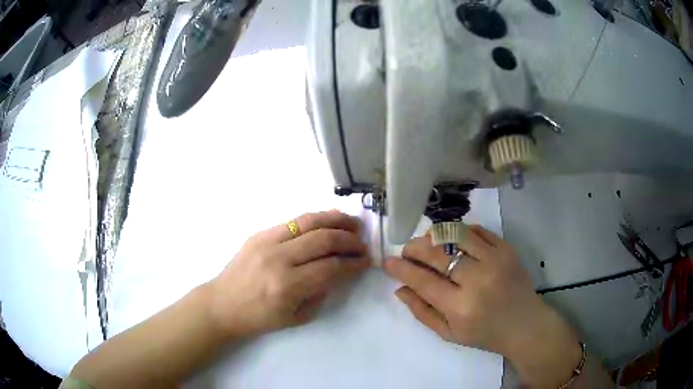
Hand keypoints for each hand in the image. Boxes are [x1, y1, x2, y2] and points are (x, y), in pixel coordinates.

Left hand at [208, 211, 369, 337]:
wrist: (222, 304)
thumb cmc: (259, 318)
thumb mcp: (296, 318)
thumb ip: (320, 293)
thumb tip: (338, 270)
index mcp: (287, 286)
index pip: (330, 267)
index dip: (353, 263)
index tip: (366, 261)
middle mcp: (278, 259)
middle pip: (323, 240)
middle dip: (349, 240)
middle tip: (362, 243)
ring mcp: (266, 242)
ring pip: (308, 222)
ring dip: (335, 220)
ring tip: (352, 222)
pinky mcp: (259, 234)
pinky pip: (293, 221)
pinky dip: (315, 219)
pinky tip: (327, 220)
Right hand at [384, 225, 582, 388]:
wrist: (525, 324)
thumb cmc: (485, 334)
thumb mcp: (449, 334)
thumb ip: (422, 312)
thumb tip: (400, 288)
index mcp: (461, 307)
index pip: (423, 281)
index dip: (401, 269)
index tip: (388, 262)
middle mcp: (477, 280)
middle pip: (437, 253)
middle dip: (414, 247)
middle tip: (407, 250)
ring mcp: (495, 260)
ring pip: (456, 234)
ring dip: (434, 235)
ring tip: (427, 242)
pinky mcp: (507, 249)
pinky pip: (477, 230)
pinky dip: (460, 231)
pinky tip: (453, 239)